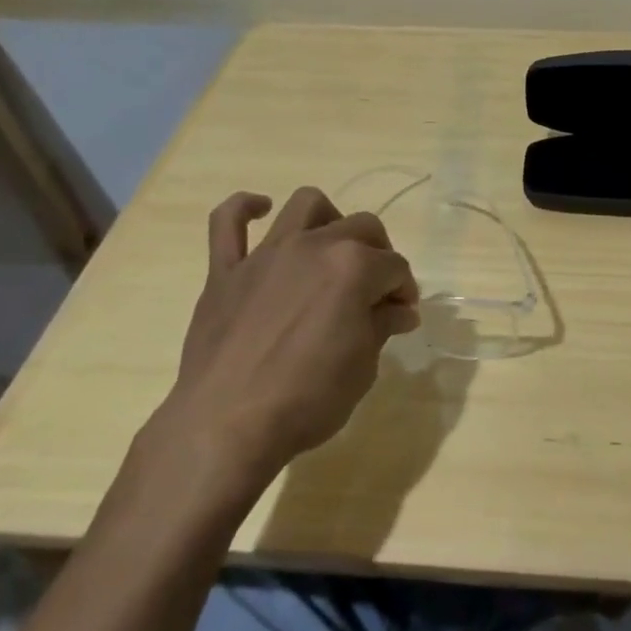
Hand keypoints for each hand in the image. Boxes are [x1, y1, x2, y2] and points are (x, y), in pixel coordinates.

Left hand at [143, 187, 420, 496]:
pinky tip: (262, 210)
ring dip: (330, 220)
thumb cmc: (308, 399)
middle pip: (361, 228)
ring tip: (333, 250)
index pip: (395, 267)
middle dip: (380, 255)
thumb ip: (381, 326)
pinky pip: (227, 221)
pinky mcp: (225, 270)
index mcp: (353, 268)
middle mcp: (313, 247)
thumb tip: (399, 310)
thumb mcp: (363, 367)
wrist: (227, 425)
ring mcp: (265, 254)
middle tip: (376, 293)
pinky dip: (246, 208)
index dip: (404, 291)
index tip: (403, 316)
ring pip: (306, 205)